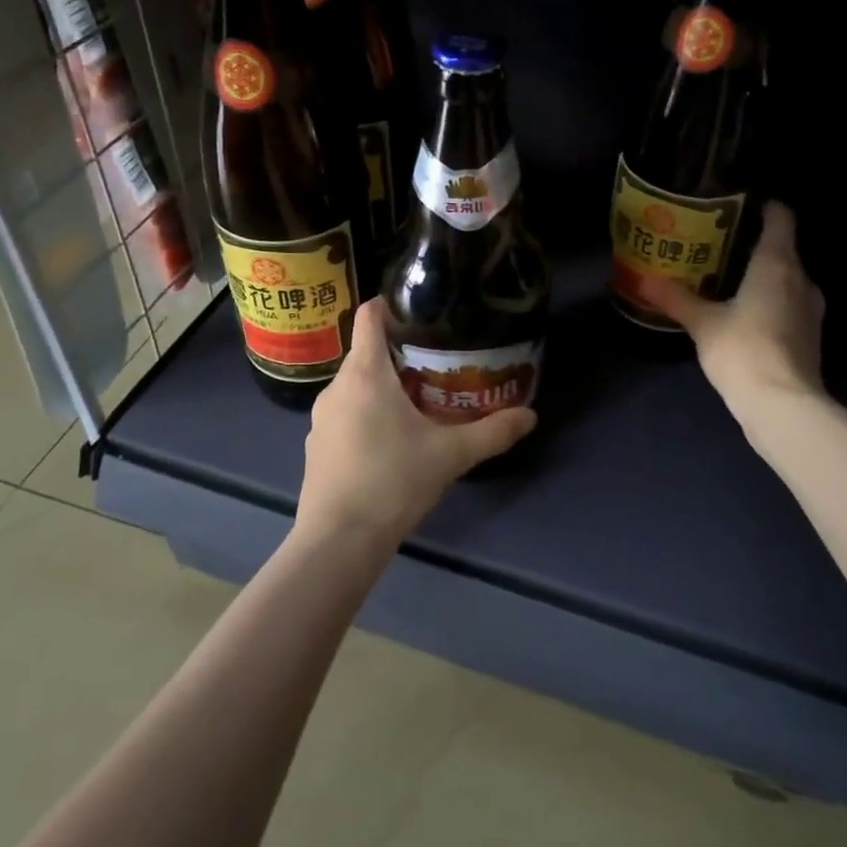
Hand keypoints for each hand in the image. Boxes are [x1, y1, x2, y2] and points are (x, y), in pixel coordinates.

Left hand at [298, 299, 537, 551]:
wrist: (338, 541)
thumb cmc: (393, 482)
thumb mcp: (450, 455)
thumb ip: (492, 432)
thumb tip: (530, 416)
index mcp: (365, 374)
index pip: (369, 317)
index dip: (390, 304)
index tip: (418, 309)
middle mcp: (336, 387)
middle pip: (366, 353)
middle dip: (398, 353)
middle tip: (436, 361)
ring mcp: (320, 418)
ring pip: (355, 386)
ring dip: (382, 386)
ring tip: (417, 400)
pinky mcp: (316, 446)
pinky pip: (344, 414)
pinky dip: (366, 414)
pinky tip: (389, 440)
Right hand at [648, 201, 826, 411]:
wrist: (783, 405)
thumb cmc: (743, 350)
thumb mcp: (702, 323)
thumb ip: (676, 298)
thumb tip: (643, 279)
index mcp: (778, 263)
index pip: (780, 218)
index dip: (764, 206)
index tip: (739, 203)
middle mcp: (801, 279)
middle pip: (783, 248)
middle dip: (754, 243)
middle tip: (719, 244)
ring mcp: (811, 309)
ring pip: (787, 278)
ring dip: (763, 275)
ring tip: (729, 278)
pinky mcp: (810, 335)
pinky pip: (789, 303)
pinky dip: (771, 300)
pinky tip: (745, 312)